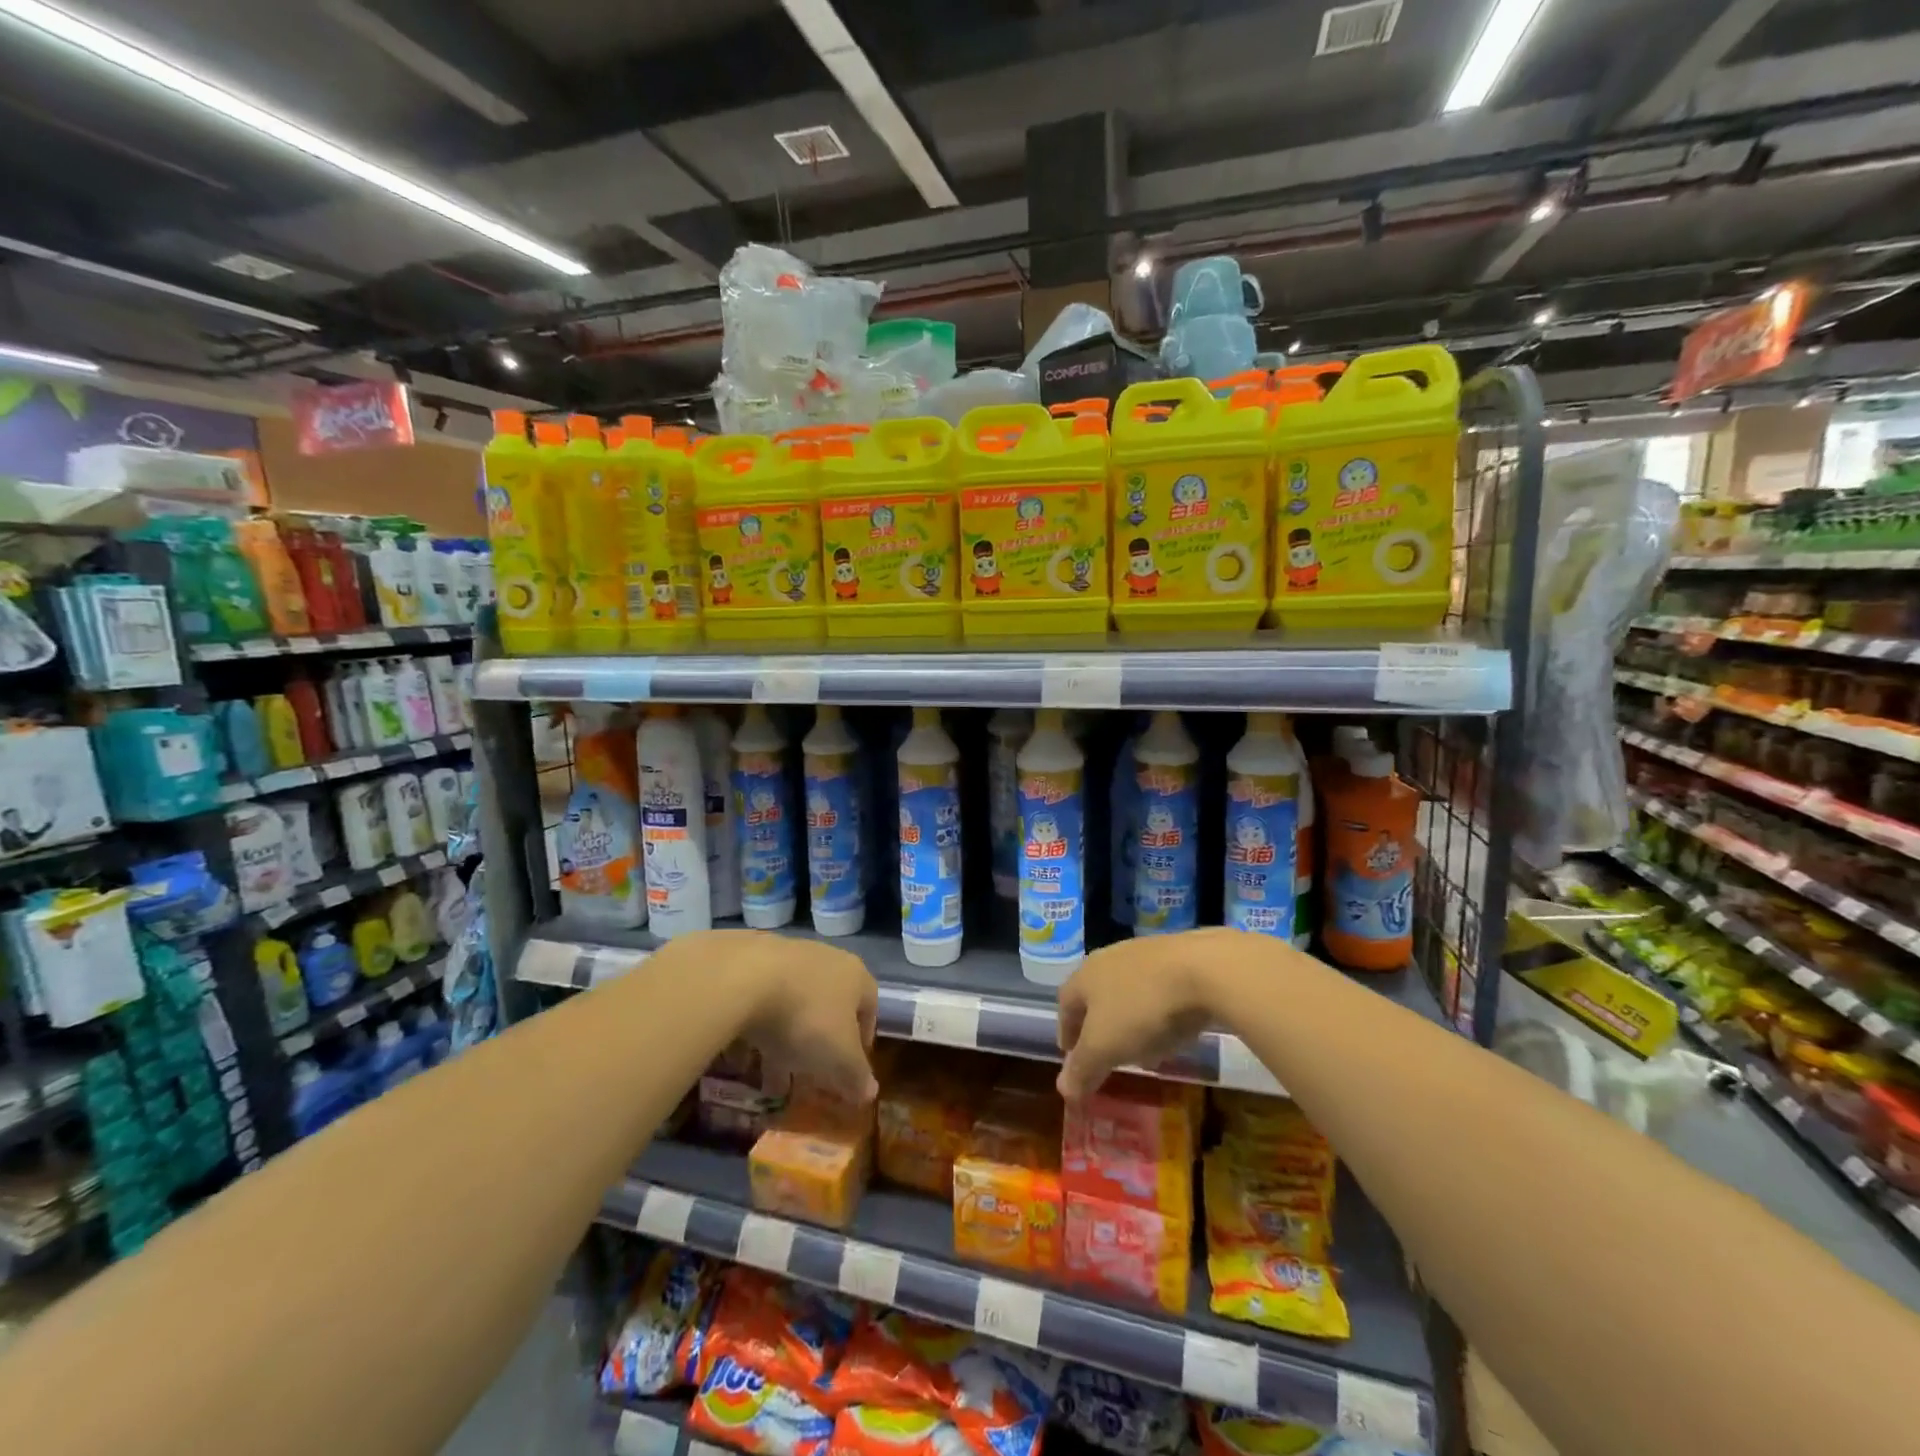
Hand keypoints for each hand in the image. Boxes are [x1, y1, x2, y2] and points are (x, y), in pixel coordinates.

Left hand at [675, 930, 879, 1102]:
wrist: (742, 979)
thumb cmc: (805, 1019)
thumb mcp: (838, 1058)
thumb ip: (856, 1077)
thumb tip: (870, 1092)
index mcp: (856, 975)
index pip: (869, 1009)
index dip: (861, 1044)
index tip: (848, 1072)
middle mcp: (827, 958)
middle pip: (829, 1007)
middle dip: (818, 1047)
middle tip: (806, 1078)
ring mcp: (788, 954)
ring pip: (794, 1005)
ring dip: (785, 1040)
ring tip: (768, 1078)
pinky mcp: (752, 958)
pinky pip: (762, 999)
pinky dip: (758, 1027)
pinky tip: (742, 1056)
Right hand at [1054, 928, 1253, 1100]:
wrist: (1204, 969)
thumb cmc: (1142, 1009)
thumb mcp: (1105, 1047)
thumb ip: (1082, 1069)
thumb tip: (1063, 1090)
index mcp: (1085, 976)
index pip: (1065, 1005)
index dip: (1067, 1033)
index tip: (1071, 1056)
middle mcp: (1109, 958)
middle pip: (1096, 996)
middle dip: (1099, 1028)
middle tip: (1106, 1056)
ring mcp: (1144, 954)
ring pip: (1127, 992)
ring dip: (1130, 1021)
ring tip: (1144, 1050)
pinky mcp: (1177, 955)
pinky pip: (1157, 989)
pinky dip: (1157, 1012)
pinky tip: (1173, 1030)